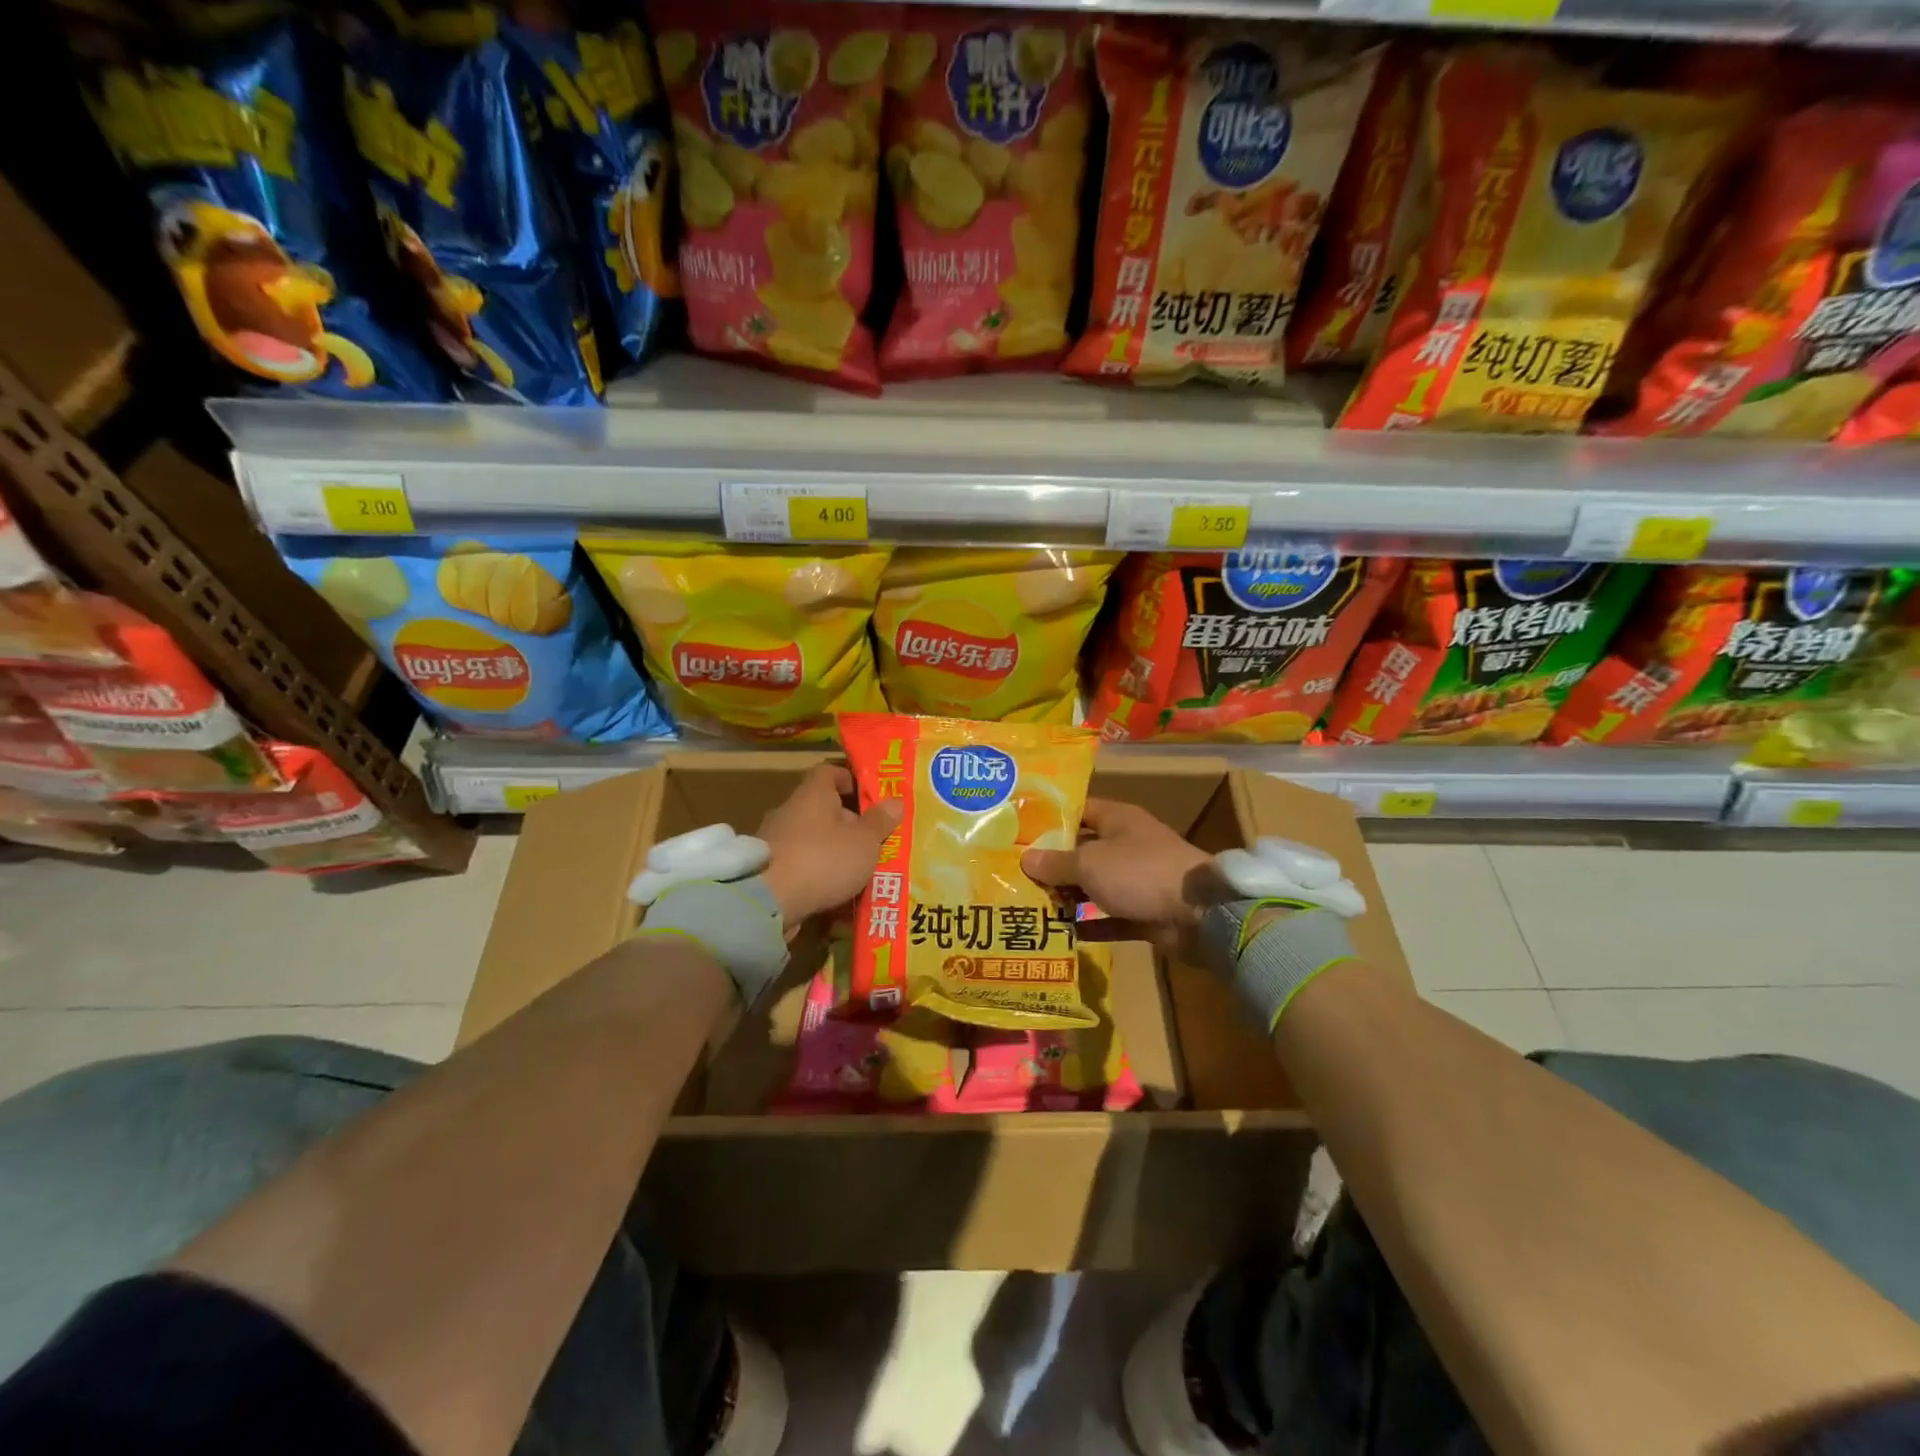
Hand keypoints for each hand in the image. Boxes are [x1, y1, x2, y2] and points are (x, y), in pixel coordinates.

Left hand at [758, 764, 901, 933]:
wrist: (768, 902)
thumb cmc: (823, 859)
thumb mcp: (864, 841)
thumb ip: (880, 822)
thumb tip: (896, 801)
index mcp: (812, 795)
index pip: (829, 772)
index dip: (850, 780)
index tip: (870, 798)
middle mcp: (790, 812)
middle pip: (822, 809)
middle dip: (848, 824)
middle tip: (874, 841)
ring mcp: (775, 842)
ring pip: (812, 840)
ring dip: (834, 853)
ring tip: (860, 872)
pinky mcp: (768, 871)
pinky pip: (800, 866)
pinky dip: (818, 876)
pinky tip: (837, 895)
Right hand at [1021, 798, 1224, 958]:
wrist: (1200, 915)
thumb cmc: (1139, 872)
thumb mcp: (1090, 863)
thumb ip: (1056, 862)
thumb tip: (1026, 859)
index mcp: (1117, 819)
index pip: (1078, 810)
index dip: (1050, 820)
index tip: (1019, 832)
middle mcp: (1127, 845)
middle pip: (1083, 850)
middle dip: (1052, 863)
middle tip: (1014, 873)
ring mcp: (1137, 879)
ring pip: (1094, 885)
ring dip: (1068, 895)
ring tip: (1029, 904)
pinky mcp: (1144, 912)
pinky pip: (1109, 916)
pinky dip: (1089, 923)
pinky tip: (1059, 932)